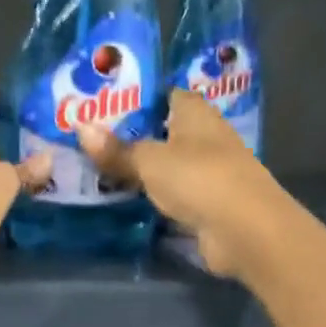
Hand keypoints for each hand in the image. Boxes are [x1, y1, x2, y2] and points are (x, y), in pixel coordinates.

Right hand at [78, 88, 286, 276]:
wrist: (245, 231)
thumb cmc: (198, 178)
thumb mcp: (150, 160)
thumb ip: (116, 149)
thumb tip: (80, 129)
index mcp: (195, 112)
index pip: (161, 95)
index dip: (132, 98)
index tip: (97, 105)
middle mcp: (203, 137)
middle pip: (160, 131)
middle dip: (127, 136)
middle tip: (83, 139)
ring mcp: (205, 172)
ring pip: (163, 165)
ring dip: (136, 170)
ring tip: (91, 168)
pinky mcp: (204, 204)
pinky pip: (168, 194)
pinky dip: (148, 197)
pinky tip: (118, 199)